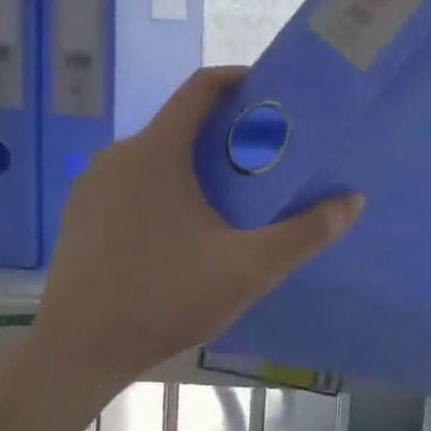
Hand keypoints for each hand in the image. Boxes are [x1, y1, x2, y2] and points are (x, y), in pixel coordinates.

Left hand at [32, 66, 361, 382]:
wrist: (77, 350)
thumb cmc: (165, 298)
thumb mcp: (248, 268)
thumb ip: (304, 233)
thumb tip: (353, 201)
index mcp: (156, 152)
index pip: (200, 88)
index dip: (238, 80)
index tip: (271, 94)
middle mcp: (119, 155)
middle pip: (180, 124)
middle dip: (225, 133)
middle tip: (265, 158)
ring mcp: (93, 185)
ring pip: (155, 156)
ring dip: (194, 164)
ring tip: (231, 197)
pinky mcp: (81, 214)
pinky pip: (132, 183)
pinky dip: (164, 188)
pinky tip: (182, 230)